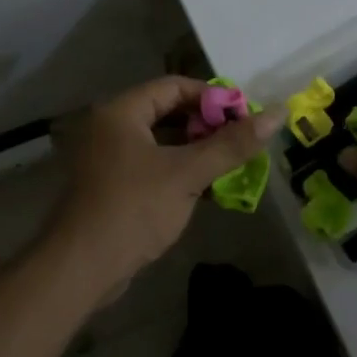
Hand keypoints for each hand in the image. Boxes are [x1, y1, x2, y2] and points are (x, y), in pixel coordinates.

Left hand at [43, 77, 283, 291]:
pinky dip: (178, 172)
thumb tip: (276, 114)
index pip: (174, 87)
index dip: (212, 97)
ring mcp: (107, 158)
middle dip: (207, 126)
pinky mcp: (110, 186)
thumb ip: (231, 144)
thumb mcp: (187, 174)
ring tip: (233, 165)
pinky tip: (208, 189)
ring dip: (196, 152)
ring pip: (161, 142)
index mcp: (121, 111)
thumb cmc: (133, 209)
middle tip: (243, 141)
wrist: (80, 269)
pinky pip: (151, 166)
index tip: (245, 116)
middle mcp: (109, 126)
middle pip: (167, 113)